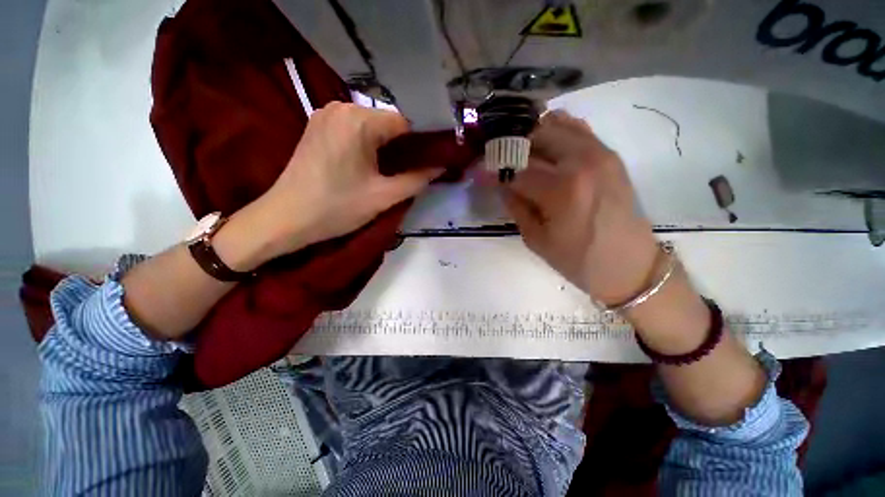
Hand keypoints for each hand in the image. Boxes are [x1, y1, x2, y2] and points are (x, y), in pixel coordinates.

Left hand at [239, 102, 442, 264]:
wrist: (286, 218)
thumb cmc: (337, 207)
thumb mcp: (384, 197)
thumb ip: (416, 180)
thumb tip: (441, 168)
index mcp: (359, 121)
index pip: (404, 123)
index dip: (419, 143)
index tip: (426, 163)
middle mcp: (341, 107)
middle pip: (386, 123)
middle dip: (401, 147)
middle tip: (407, 172)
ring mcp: (325, 114)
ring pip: (370, 126)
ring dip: (384, 146)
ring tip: (387, 171)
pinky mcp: (317, 125)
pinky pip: (353, 128)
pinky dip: (366, 143)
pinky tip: (366, 164)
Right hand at [503, 110, 660, 304]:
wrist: (630, 264)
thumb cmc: (578, 260)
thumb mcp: (536, 239)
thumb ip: (515, 206)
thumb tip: (499, 183)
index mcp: (561, 190)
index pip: (514, 169)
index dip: (491, 169)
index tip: (477, 171)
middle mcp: (581, 161)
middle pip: (533, 136)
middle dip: (509, 145)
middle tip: (496, 159)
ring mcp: (599, 152)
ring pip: (554, 125)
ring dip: (530, 135)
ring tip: (517, 152)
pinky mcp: (609, 154)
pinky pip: (576, 128)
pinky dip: (555, 130)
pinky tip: (544, 146)